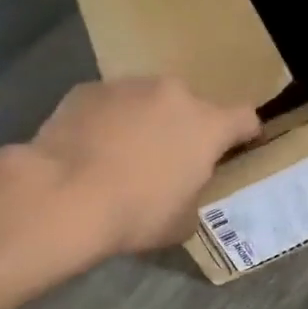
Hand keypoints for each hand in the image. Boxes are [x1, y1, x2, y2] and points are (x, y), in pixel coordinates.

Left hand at [25, 77, 260, 254]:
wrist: (62, 196)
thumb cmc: (134, 213)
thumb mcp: (181, 222)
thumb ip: (194, 197)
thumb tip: (185, 193)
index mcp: (207, 125)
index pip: (245, 117)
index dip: (244, 133)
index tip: (237, 146)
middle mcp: (173, 94)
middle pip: (191, 106)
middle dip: (185, 128)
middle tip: (167, 159)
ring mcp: (128, 86)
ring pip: (148, 100)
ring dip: (145, 120)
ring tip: (122, 154)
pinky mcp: (89, 89)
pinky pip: (109, 103)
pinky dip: (108, 120)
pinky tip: (90, 149)